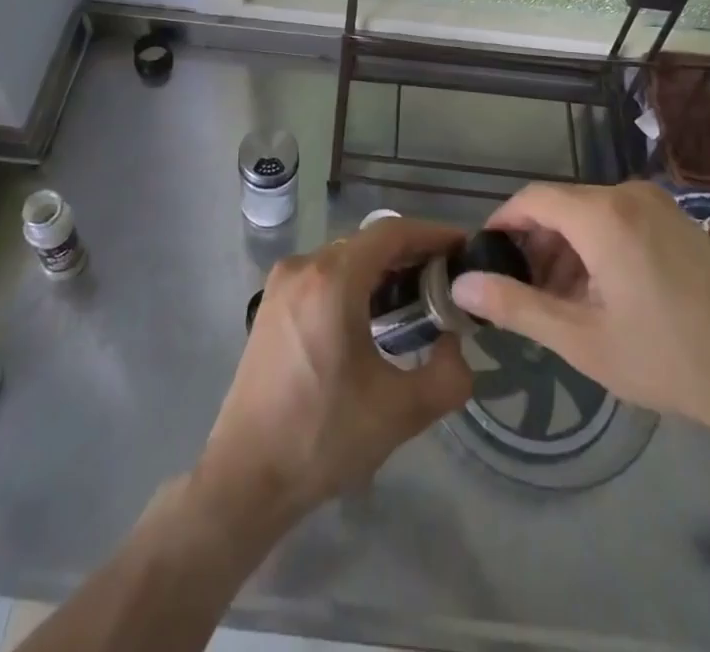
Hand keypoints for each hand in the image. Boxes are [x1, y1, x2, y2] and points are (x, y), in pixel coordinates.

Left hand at [194, 216, 473, 535]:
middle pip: (367, 243)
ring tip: (418, 299)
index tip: (464, 248)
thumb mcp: (401, 412)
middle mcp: (304, 266)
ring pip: (345, 258)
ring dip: (383, 270)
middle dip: (411, 254)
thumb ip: (448, 375)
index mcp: (333, 280)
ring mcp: (282, 283)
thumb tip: (455, 343)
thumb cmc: (322, 437)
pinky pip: (324, 275)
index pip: (391, 232)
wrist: (246, 476)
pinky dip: (355, 283)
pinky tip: (374, 316)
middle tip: (448, 281)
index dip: (432, 234)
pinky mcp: (272, 304)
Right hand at [449, 181, 709, 444]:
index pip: (531, 198)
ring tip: (563, 305)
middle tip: (526, 296)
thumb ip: (516, 306)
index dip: (502, 225)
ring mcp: (660, 207)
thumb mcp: (582, 340)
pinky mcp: (681, 224)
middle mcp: (628, 195)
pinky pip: (621, 222)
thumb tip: (461, 284)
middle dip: (536, 247)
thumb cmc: (670, 358)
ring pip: (591, 216)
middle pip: (561, 207)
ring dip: (567, 252)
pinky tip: (604, 297)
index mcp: (601, 214)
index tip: (485, 261)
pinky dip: (598, 250)